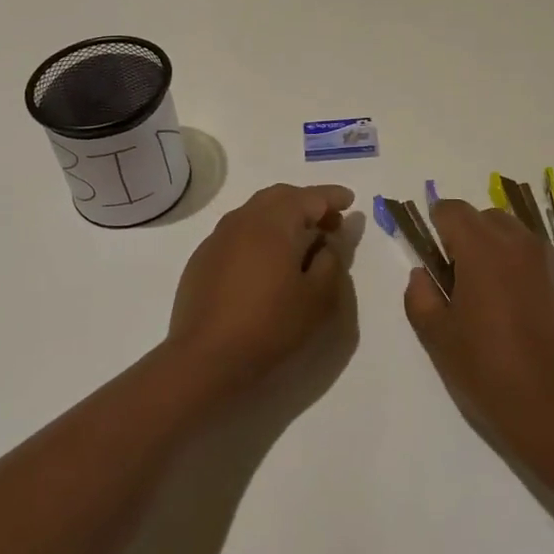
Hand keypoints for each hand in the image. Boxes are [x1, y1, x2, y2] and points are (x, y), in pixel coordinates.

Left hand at [167, 183, 354, 391]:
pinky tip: (267, 261)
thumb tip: (327, 243)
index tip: (350, 200)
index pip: (310, 197)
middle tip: (329, 221)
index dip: (332, 196)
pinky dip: (260, 233)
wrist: (205, 357)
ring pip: (256, 211)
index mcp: (274, 222)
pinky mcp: (203, 257)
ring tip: (301, 240)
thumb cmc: (269, 325)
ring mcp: (218, 237)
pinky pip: (238, 232)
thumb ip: (331, 263)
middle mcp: (244, 219)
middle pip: (280, 196)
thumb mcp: (317, 299)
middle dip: (308, 202)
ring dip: (282, 216)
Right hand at [404, 198, 553, 437]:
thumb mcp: (438, 338)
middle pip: (484, 217)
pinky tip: (517, 307)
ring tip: (489, 294)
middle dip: (466, 236)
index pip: (452, 210)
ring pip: (513, 234)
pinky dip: (519, 265)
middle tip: (457, 279)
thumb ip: (420, 297)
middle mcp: (518, 242)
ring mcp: (549, 260)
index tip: (431, 254)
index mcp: (482, 248)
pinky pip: (535, 256)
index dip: (436, 225)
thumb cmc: (490, 371)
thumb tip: (422, 275)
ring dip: (495, 248)